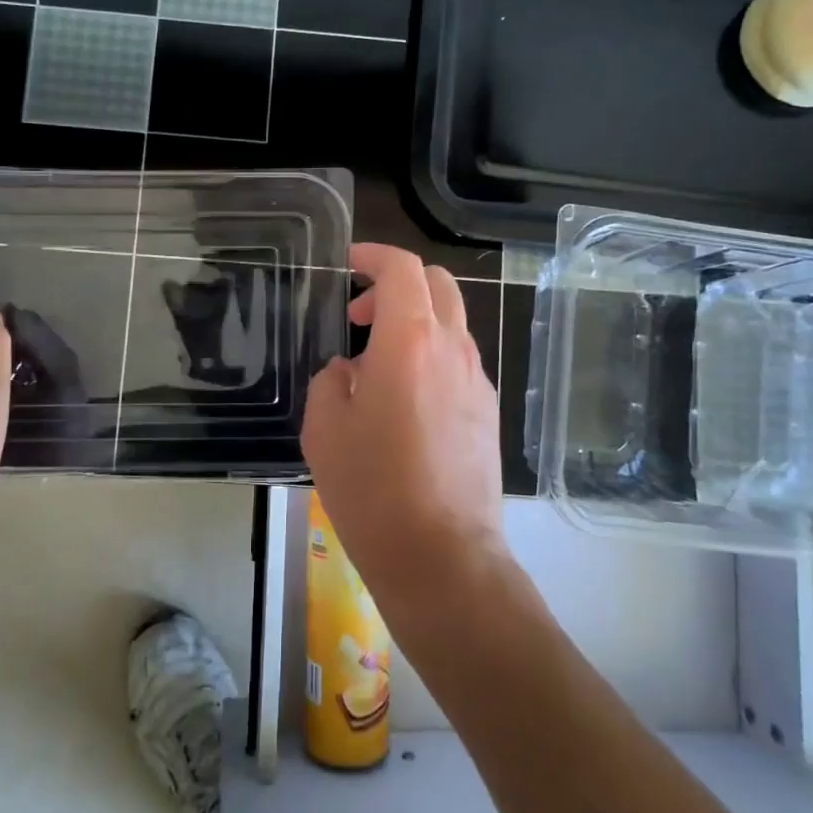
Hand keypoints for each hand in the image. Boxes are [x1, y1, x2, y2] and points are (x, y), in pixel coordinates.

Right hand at [301, 243, 505, 620]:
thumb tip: (350, 369)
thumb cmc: (372, 489)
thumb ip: (331, 380)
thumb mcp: (324, 428)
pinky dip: (431, 354)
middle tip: (360, 315)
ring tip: (377, 365)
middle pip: (437, 283)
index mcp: (409, 340)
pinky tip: (406, 400)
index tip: (348, 263)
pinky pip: (459, 359)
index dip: (373, 255)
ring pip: (452, 321)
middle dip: (397, 283)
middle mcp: (452, 348)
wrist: (442, 556)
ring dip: (415, 321)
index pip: (402, 268)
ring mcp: (477, 379)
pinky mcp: (488, 409)